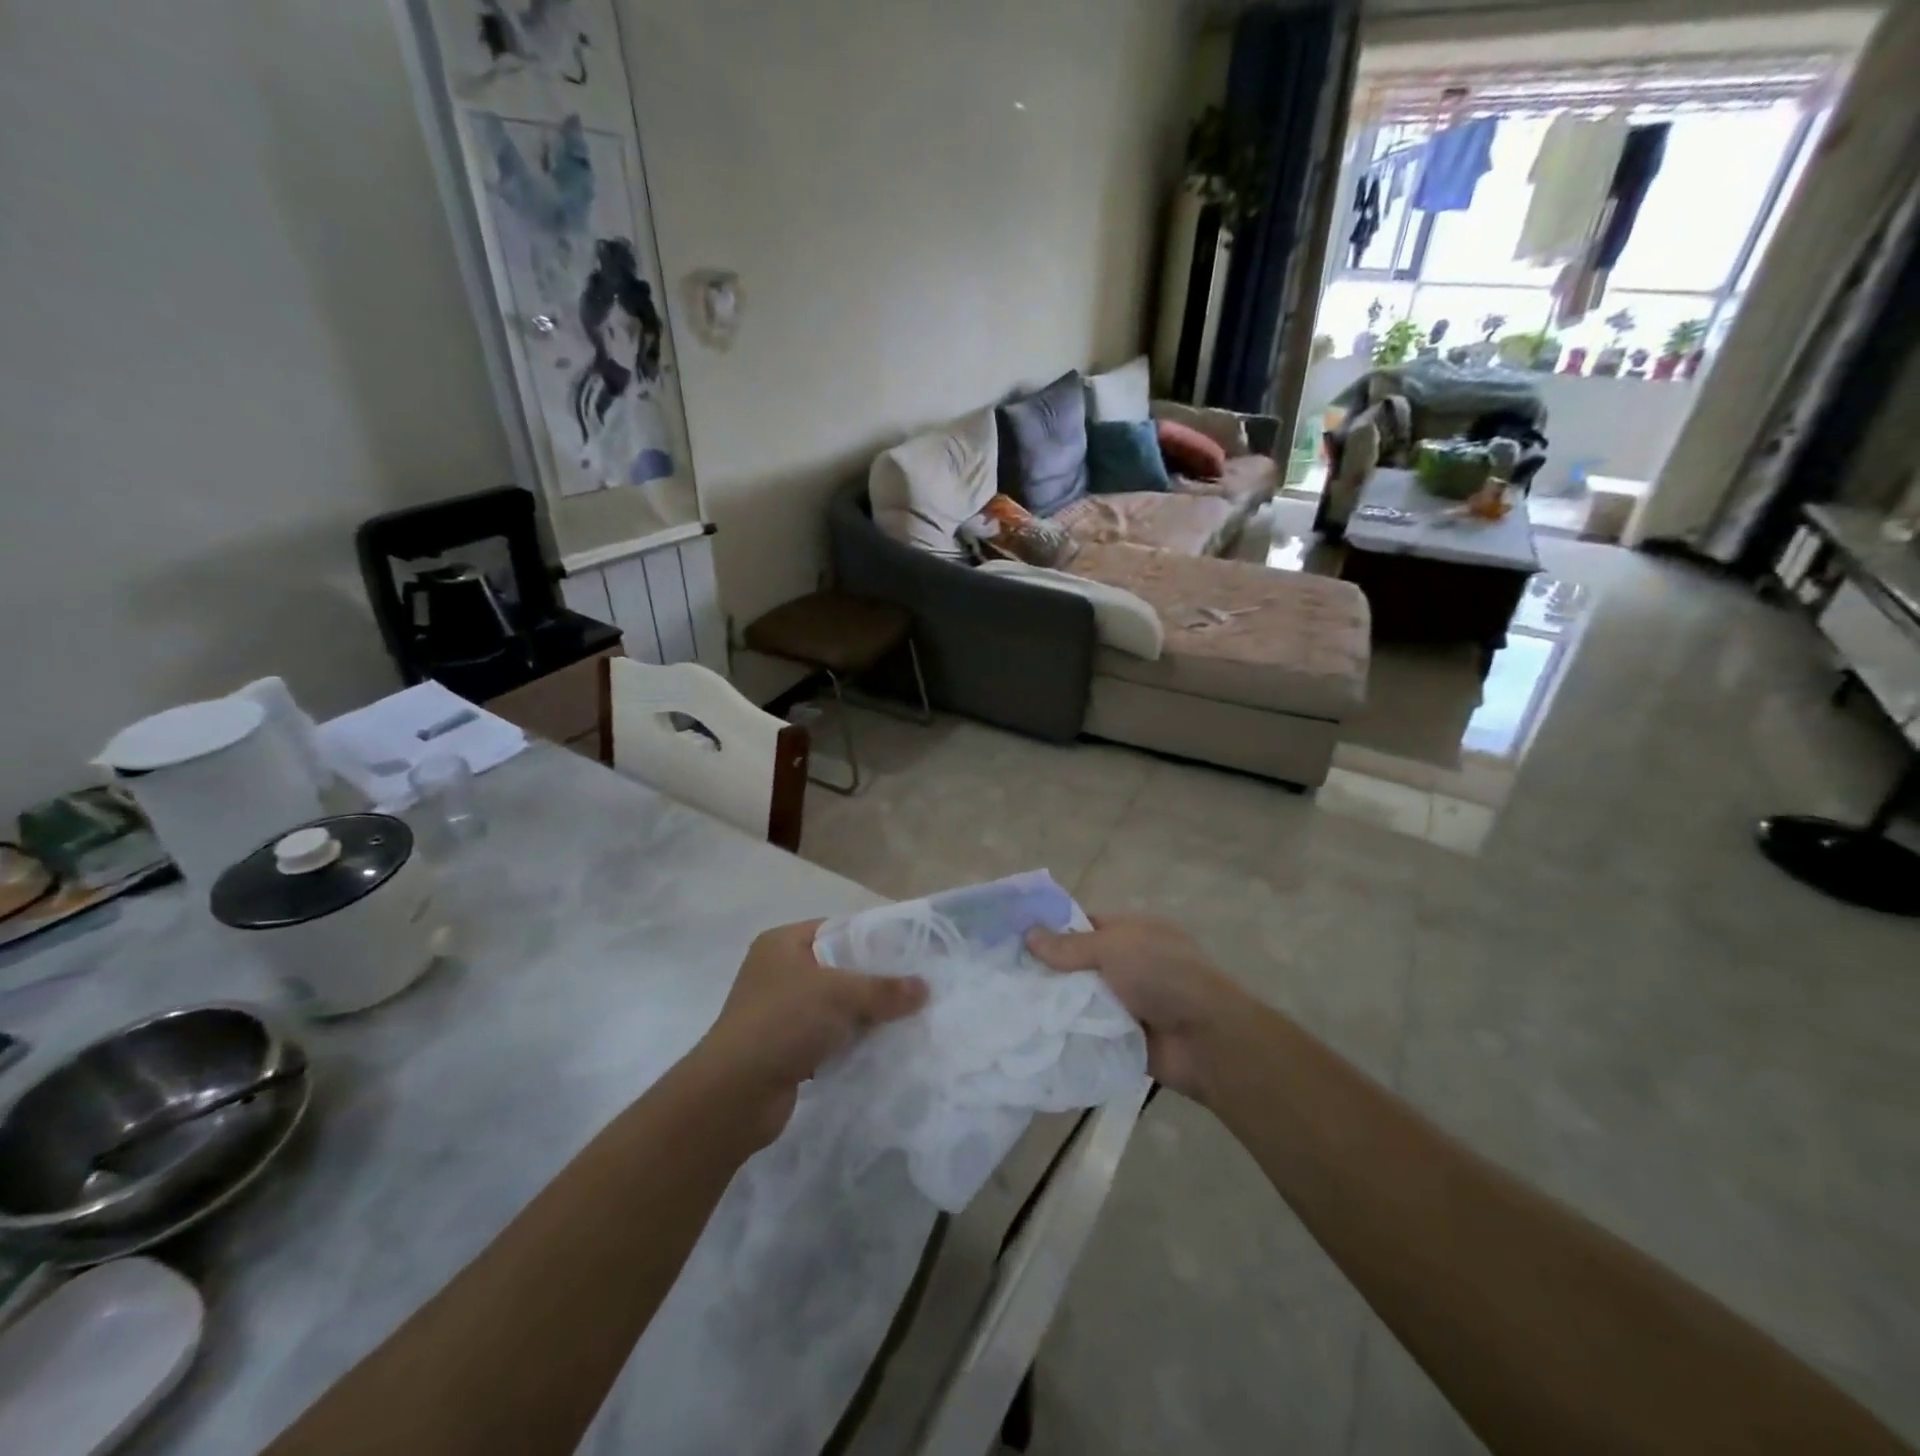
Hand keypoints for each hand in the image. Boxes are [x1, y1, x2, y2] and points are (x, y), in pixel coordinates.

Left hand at [692, 920, 926, 1146]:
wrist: (734, 1094)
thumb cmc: (784, 1022)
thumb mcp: (841, 995)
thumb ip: (884, 989)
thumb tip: (925, 987)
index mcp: (782, 943)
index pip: (837, 929)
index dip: (872, 939)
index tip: (908, 953)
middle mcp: (777, 971)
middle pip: (838, 968)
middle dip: (872, 981)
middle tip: (913, 988)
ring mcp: (777, 1011)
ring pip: (833, 1006)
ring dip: (862, 1016)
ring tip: (903, 1019)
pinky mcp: (782, 1048)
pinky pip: (825, 1037)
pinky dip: (847, 1043)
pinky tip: (877, 1049)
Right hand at [1026, 915, 1252, 1102]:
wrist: (1205, 1040)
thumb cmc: (1162, 976)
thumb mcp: (1114, 948)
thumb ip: (1070, 946)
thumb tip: (1029, 935)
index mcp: (1133, 933)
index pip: (1085, 925)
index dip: (1053, 930)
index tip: (1015, 939)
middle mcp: (1129, 965)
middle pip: (1078, 965)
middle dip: (1047, 971)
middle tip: (1002, 976)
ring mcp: (1126, 1003)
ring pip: (1079, 1000)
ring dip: (1054, 1005)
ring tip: (1006, 1005)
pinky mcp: (1121, 1038)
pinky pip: (1086, 1032)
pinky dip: (1066, 1034)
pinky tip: (1029, 1033)